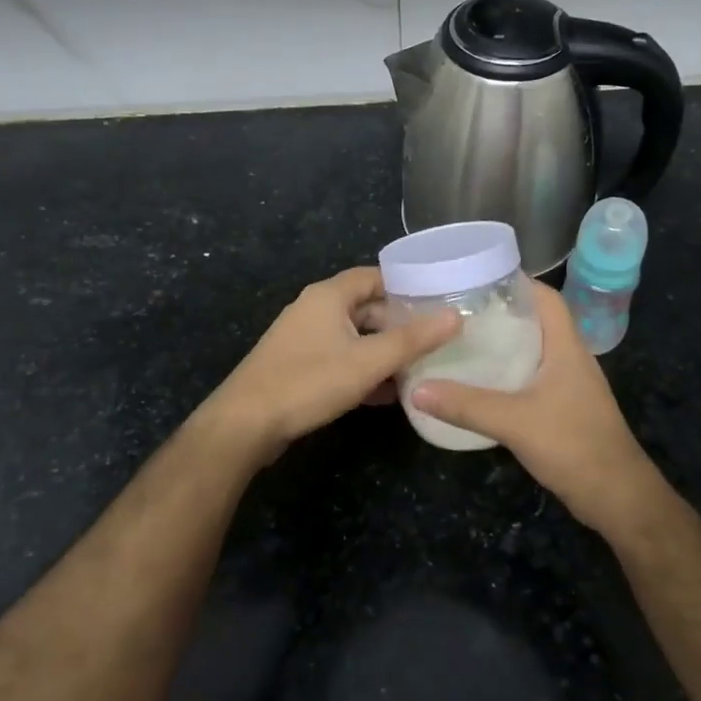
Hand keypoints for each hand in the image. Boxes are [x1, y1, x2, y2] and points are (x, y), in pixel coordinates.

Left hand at [204, 266, 459, 460]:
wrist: (245, 424)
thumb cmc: (308, 382)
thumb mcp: (368, 361)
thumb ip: (413, 340)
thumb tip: (455, 317)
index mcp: (329, 296)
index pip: (375, 276)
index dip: (406, 286)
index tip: (438, 301)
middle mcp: (315, 310)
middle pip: (366, 307)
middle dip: (399, 323)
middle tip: (435, 339)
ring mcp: (304, 339)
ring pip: (355, 337)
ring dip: (383, 350)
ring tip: (419, 367)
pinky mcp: (298, 366)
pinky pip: (340, 359)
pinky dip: (364, 369)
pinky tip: (387, 393)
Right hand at [411, 285, 664, 534]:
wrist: (616, 496)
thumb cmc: (573, 445)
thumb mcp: (514, 422)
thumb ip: (465, 405)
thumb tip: (417, 389)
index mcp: (567, 347)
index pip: (546, 298)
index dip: (518, 282)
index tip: (478, 278)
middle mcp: (571, 358)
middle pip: (537, 321)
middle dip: (502, 311)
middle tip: (459, 309)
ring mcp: (570, 385)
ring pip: (534, 351)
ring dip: (504, 343)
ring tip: (464, 340)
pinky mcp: (565, 408)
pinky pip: (533, 377)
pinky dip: (509, 372)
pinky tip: (482, 382)